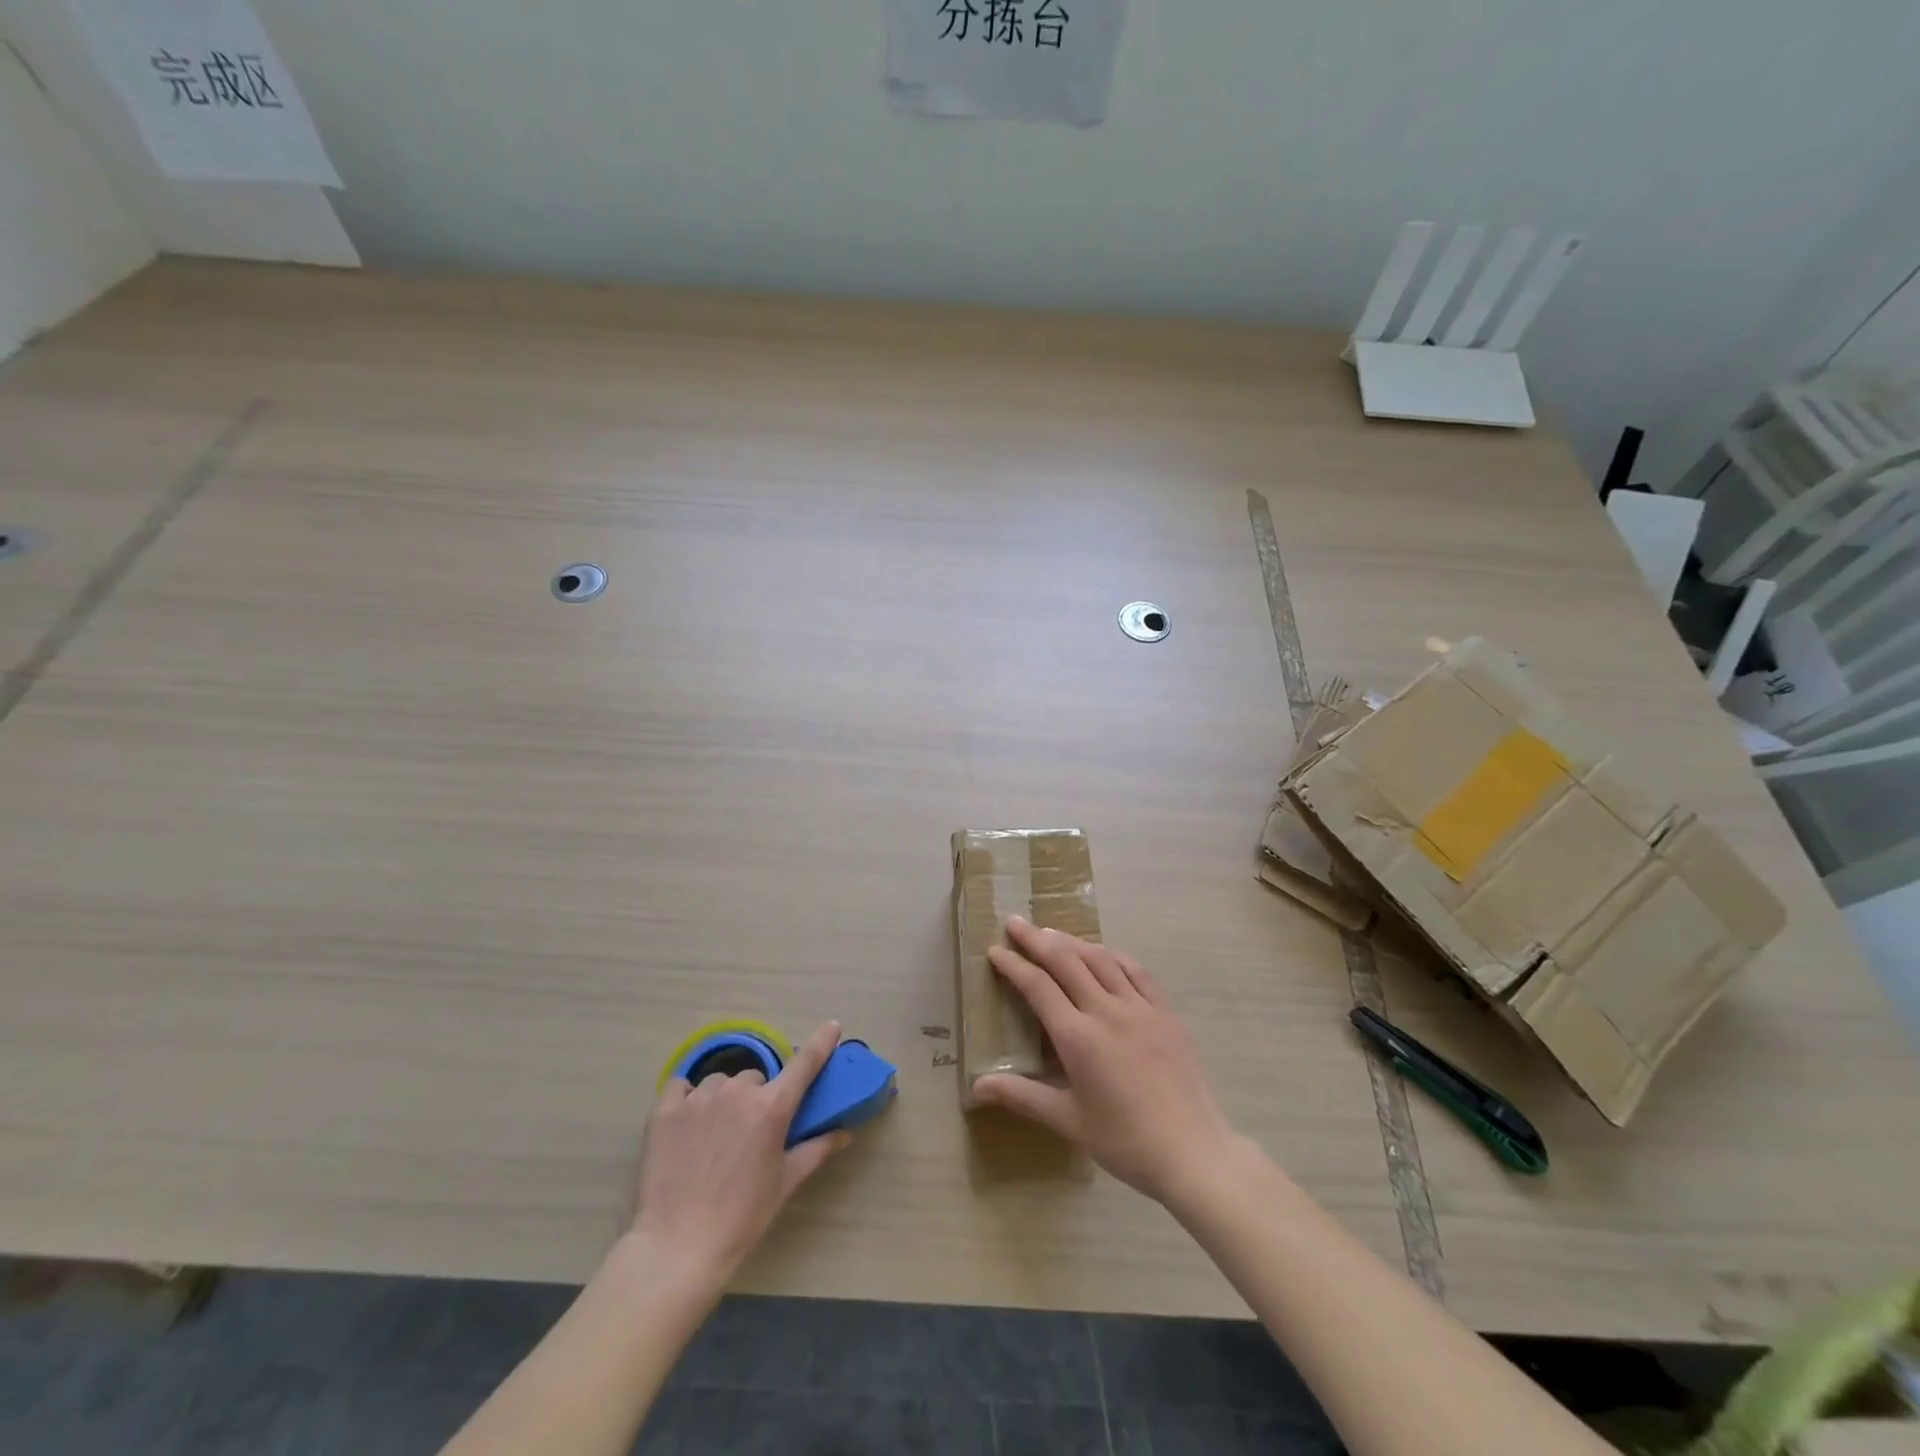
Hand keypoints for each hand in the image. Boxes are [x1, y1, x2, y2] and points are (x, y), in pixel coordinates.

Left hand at [628, 1022, 850, 1286]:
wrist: (677, 1248)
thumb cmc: (741, 1218)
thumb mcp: (785, 1183)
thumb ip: (816, 1150)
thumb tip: (844, 1133)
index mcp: (772, 1108)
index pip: (804, 1063)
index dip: (821, 1042)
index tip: (831, 1026)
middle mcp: (738, 1092)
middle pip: (756, 1078)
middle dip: (757, 1097)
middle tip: (749, 1132)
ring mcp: (699, 1098)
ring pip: (720, 1082)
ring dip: (724, 1098)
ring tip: (715, 1135)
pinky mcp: (665, 1109)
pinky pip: (682, 1086)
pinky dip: (687, 1097)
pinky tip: (687, 1123)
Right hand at [970, 917, 1239, 1203]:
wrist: (1192, 1151)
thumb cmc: (1124, 1141)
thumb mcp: (1068, 1121)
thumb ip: (1022, 1096)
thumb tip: (976, 1088)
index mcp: (1078, 1038)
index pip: (1038, 987)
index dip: (1014, 965)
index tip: (994, 950)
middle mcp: (1106, 1011)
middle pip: (1065, 961)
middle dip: (1036, 939)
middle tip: (1014, 922)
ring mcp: (1140, 1007)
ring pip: (1100, 959)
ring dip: (1071, 941)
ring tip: (1050, 932)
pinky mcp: (1165, 1011)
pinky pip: (1135, 970)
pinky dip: (1112, 955)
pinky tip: (1102, 952)